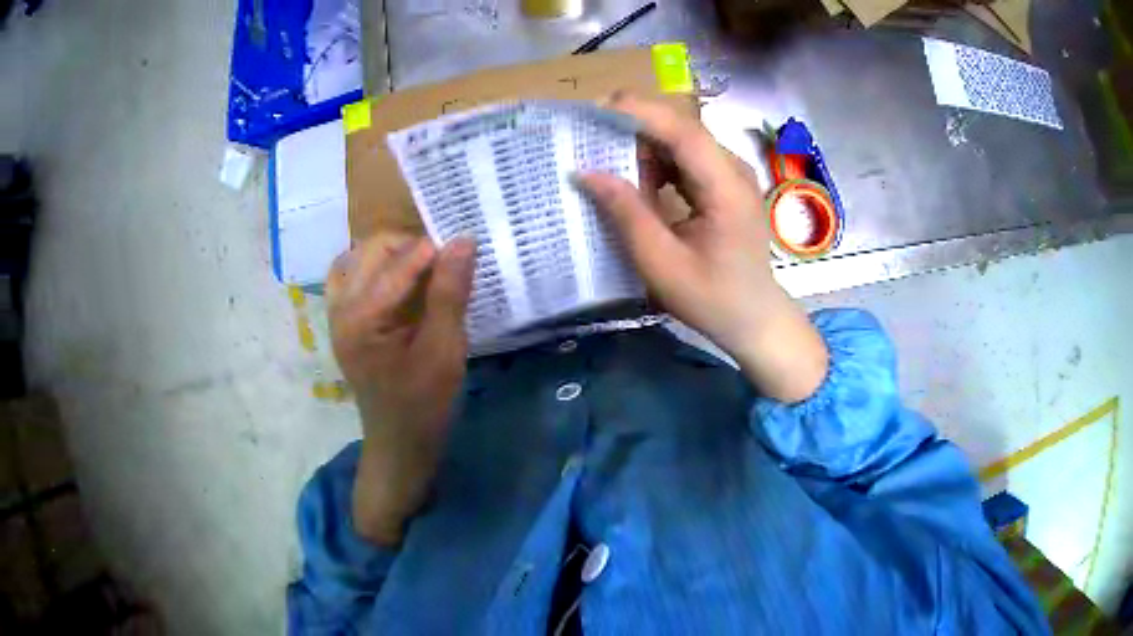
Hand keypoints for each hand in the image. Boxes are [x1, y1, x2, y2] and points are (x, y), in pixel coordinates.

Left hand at [326, 233, 476, 544]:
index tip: (467, 246)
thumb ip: (450, 293)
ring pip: (358, 258)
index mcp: (361, 317)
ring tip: (424, 269)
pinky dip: (374, 269)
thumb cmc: (424, 402)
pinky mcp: (342, 321)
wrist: (399, 442)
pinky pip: (351, 276)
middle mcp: (340, 308)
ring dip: (391, 254)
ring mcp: (336, 313)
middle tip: (445, 263)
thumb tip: (464, 240)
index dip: (435, 250)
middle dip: (410, 247)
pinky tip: (398, 282)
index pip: (398, 263)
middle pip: (371, 250)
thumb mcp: (444, 349)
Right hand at [578, 92, 827, 402]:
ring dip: (644, 145)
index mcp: (726, 189)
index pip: (684, 131)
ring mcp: (733, 175)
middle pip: (682, 129)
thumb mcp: (661, 264)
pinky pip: (687, 159)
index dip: (640, 113)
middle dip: (635, 126)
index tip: (596, 110)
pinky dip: (658, 162)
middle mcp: (734, 171)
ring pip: (682, 141)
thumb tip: (586, 172)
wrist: (755, 318)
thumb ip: (626, 214)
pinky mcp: (726, 184)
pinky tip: (636, 180)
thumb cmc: (712, 299)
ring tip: (605, 159)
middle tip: (589, 135)